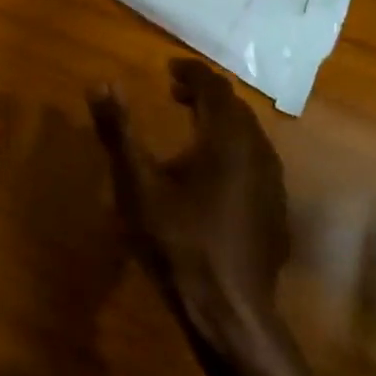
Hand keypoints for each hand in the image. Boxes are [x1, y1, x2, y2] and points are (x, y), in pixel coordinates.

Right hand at [90, 58, 289, 356]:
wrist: (228, 309)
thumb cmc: (177, 240)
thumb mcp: (137, 184)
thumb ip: (118, 131)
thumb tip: (100, 82)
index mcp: (226, 138)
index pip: (213, 87)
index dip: (191, 72)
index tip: (168, 66)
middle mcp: (258, 151)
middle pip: (234, 108)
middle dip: (205, 94)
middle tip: (175, 93)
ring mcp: (272, 183)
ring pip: (248, 135)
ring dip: (220, 122)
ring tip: (191, 128)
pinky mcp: (275, 209)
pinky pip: (255, 162)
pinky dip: (232, 150)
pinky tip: (212, 175)